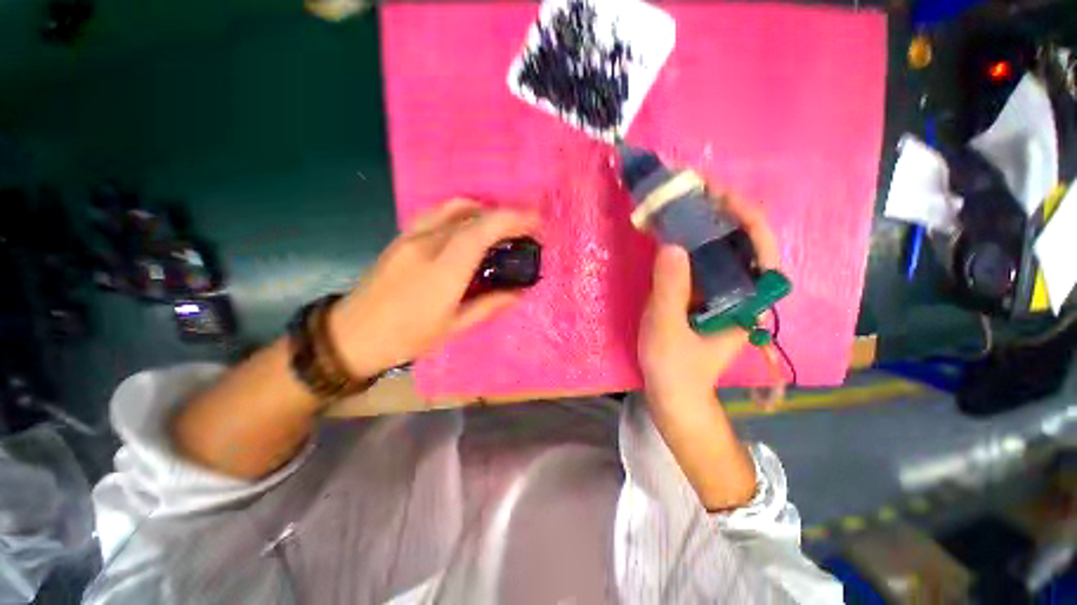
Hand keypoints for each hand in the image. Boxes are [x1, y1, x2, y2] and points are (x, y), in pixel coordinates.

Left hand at [328, 199, 539, 377]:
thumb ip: (489, 305)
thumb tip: (519, 293)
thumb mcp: (453, 327)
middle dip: (506, 214)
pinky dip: (463, 211)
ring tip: (503, 225)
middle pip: (473, 214)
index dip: (513, 219)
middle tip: (527, 226)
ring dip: (485, 209)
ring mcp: (411, 236)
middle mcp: (428, 244)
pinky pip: (437, 212)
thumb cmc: (406, 337)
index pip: (482, 230)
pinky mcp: (402, 236)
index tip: (536, 221)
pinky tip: (471, 225)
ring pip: (454, 207)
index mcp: (444, 270)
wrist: (351, 334)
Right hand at [638, 192, 780, 407]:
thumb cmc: (674, 368)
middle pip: (742, 243)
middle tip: (693, 192)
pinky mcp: (702, 297)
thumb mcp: (666, 329)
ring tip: (681, 204)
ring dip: (703, 225)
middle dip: (722, 212)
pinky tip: (671, 234)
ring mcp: (721, 294)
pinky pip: (700, 263)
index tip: (718, 194)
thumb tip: (672, 245)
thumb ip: (669, 289)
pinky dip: (687, 244)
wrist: (673, 394)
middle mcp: (742, 292)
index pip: (761, 248)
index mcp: (748, 302)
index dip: (745, 215)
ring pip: (720, 250)